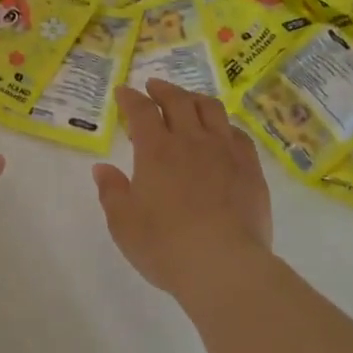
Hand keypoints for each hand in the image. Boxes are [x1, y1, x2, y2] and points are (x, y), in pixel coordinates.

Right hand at [93, 80, 273, 302]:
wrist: (224, 265)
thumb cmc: (165, 246)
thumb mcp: (124, 224)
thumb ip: (112, 192)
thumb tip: (102, 168)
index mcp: (156, 150)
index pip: (142, 111)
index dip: (130, 98)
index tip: (123, 92)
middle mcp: (191, 141)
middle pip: (178, 100)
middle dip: (162, 89)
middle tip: (153, 87)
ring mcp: (225, 151)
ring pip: (211, 110)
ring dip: (195, 99)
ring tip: (187, 101)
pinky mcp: (250, 168)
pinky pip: (237, 134)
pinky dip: (223, 125)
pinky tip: (221, 133)